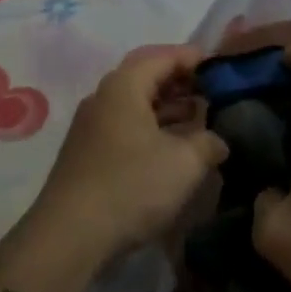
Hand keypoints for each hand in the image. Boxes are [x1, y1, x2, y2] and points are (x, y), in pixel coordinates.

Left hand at [32, 46, 228, 267]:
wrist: (70, 236)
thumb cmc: (131, 186)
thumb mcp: (184, 163)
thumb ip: (208, 143)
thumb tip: (218, 141)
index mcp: (124, 85)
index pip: (163, 56)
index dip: (194, 58)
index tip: (221, 66)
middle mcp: (103, 97)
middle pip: (146, 77)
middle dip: (181, 82)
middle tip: (213, 92)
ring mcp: (92, 126)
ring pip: (136, 104)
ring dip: (168, 108)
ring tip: (200, 120)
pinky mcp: (88, 153)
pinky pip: (126, 126)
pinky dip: (152, 128)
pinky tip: (173, 148)